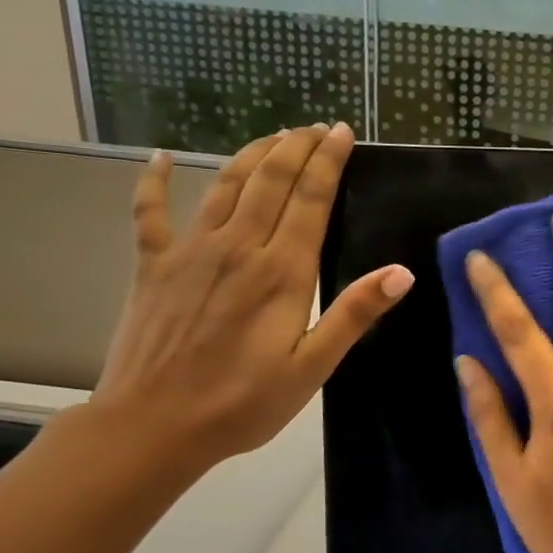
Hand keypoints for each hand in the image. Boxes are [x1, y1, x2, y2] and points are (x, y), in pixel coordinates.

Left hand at [87, 123, 411, 477]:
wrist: (152, 426)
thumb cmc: (242, 404)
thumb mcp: (311, 368)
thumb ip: (353, 314)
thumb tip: (401, 272)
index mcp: (281, 272)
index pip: (311, 200)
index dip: (328, 162)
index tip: (342, 132)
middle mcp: (238, 247)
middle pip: (271, 180)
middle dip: (296, 147)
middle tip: (316, 126)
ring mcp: (190, 252)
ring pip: (225, 185)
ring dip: (252, 154)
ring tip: (274, 136)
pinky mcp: (152, 266)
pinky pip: (150, 212)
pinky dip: (155, 181)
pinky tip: (160, 158)